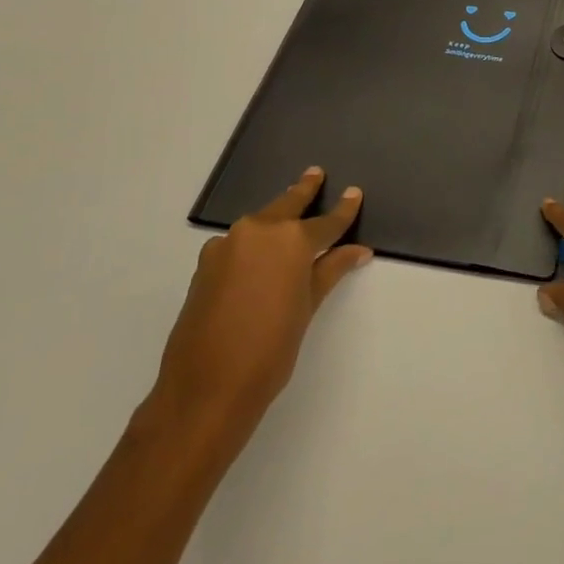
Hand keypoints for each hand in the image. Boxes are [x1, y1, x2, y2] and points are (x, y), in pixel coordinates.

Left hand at [148, 167, 370, 458]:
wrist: (204, 390)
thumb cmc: (270, 349)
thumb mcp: (308, 307)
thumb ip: (330, 270)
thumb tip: (358, 250)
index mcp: (290, 239)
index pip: (326, 221)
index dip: (344, 209)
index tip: (354, 193)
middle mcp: (257, 232)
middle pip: (287, 205)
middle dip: (303, 190)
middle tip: (315, 174)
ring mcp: (226, 246)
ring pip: (259, 223)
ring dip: (276, 218)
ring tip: (289, 215)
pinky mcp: (205, 265)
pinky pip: (237, 244)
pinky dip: (252, 244)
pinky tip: (258, 258)